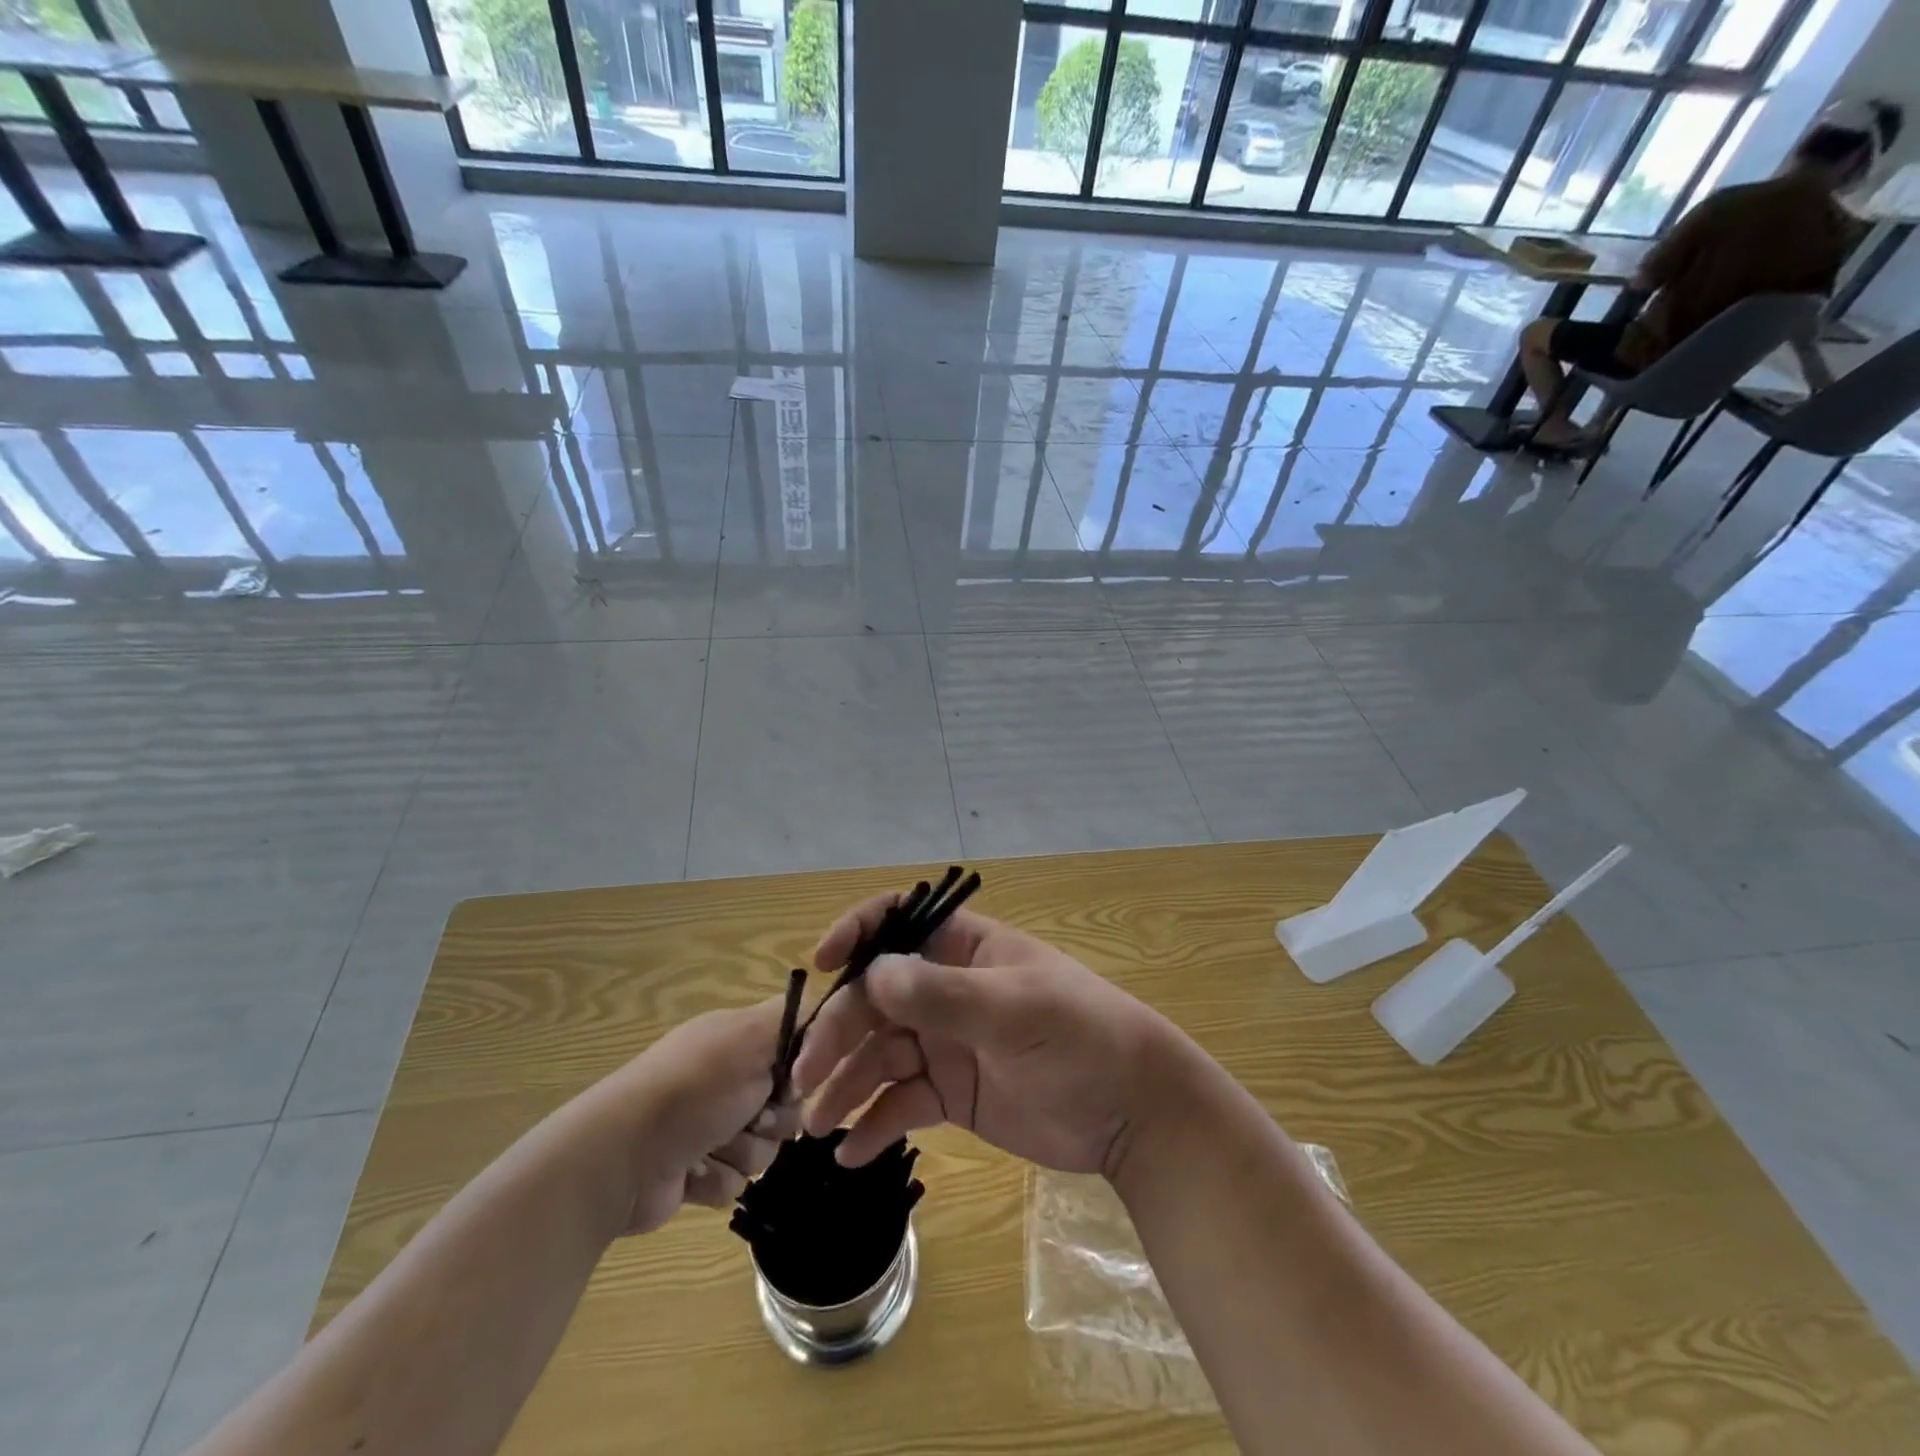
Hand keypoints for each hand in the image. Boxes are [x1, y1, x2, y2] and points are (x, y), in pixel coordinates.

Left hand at [581, 998, 800, 1236]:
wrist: (620, 1159)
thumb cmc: (693, 1089)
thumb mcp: (751, 1036)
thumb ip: (797, 1018)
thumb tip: (827, 1012)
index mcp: (736, 1039)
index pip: (796, 1045)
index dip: (804, 1067)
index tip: (797, 1079)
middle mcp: (726, 1077)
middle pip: (787, 1104)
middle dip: (774, 1119)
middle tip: (753, 1117)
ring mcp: (709, 1126)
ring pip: (764, 1148)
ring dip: (743, 1152)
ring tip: (711, 1148)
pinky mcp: (696, 1170)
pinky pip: (735, 1181)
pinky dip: (716, 1178)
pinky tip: (691, 1173)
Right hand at [792, 895, 1189, 1176]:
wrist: (1132, 1113)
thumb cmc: (1079, 1038)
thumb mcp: (1013, 1009)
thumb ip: (942, 994)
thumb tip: (871, 974)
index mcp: (965, 949)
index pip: (898, 922)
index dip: (856, 935)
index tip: (821, 964)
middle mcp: (947, 989)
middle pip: (875, 999)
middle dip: (838, 1031)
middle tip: (805, 1078)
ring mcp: (947, 1042)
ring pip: (880, 1054)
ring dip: (845, 1085)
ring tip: (818, 1125)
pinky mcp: (952, 1093)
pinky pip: (901, 1102)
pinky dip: (875, 1124)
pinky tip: (852, 1153)